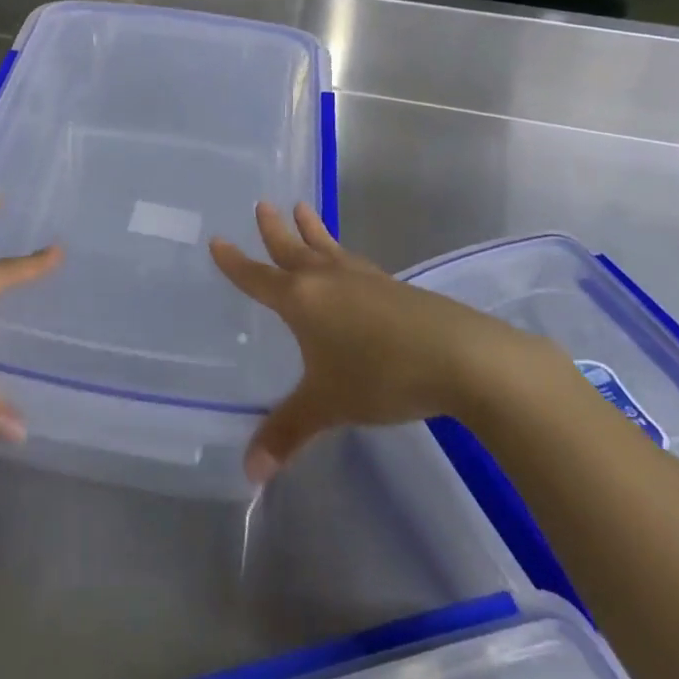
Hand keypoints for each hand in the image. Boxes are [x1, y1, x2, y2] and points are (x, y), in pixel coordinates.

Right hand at [210, 202, 537, 482]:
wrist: (460, 357)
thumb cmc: (380, 375)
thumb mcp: (327, 405)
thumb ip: (287, 433)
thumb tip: (250, 474)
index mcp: (301, 301)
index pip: (258, 277)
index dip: (235, 262)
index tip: (218, 240)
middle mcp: (327, 281)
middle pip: (293, 249)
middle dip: (274, 230)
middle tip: (263, 204)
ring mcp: (364, 280)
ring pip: (328, 248)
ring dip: (311, 230)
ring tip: (302, 208)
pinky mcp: (395, 288)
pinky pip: (354, 262)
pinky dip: (341, 253)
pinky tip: (349, 262)